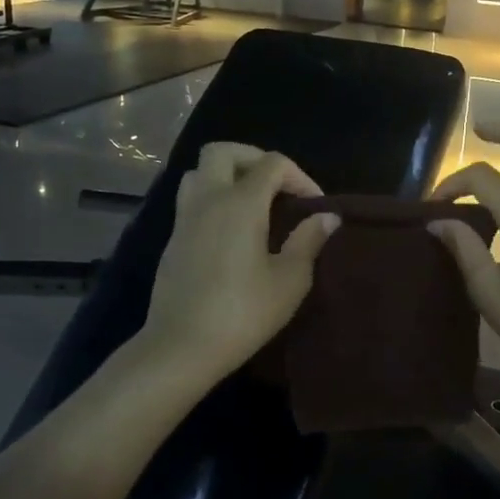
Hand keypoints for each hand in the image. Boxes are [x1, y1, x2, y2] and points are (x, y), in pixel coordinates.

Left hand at [139, 143, 339, 385]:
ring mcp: (184, 218)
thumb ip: (308, 241)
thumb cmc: (242, 313)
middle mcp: (208, 199)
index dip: (299, 176)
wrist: (180, 347)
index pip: (272, 163)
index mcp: (241, 203)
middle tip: (276, 186)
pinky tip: (231, 232)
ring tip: (251, 203)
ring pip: (199, 173)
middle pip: (223, 151)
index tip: (314, 206)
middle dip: (253, 159)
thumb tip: (327, 217)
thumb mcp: (289, 281)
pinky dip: (212, 200)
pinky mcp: (172, 240)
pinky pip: (191, 200)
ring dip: (226, 176)